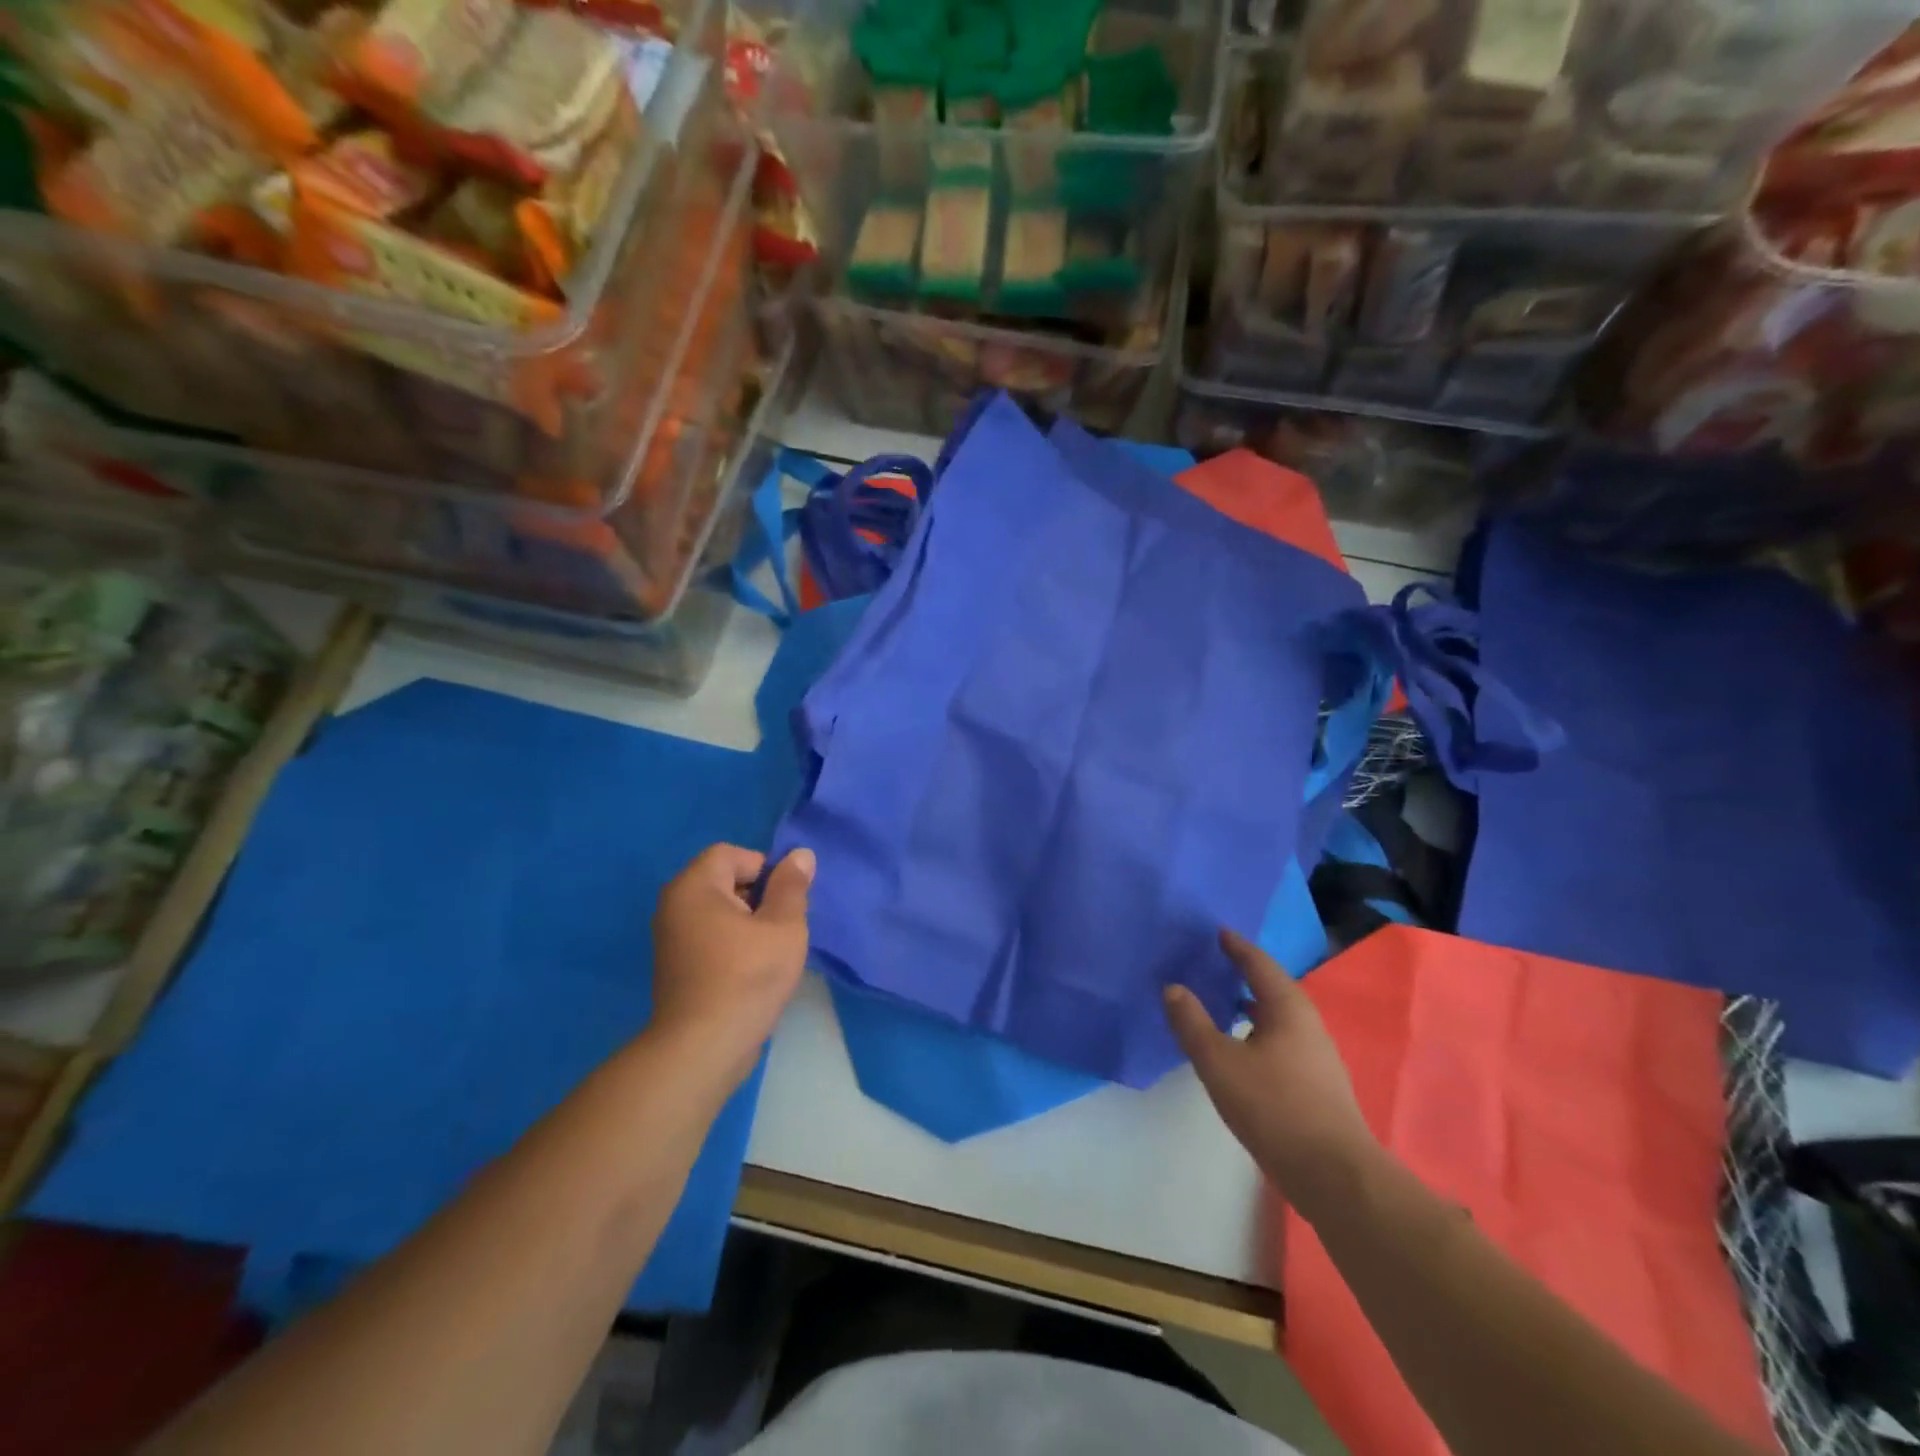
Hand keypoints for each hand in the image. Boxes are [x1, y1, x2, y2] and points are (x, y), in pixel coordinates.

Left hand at [649, 843, 813, 1090]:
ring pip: (720, 911)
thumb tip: (800, 855)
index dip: (765, 869)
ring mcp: (671, 938)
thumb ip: (792, 886)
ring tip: (772, 950)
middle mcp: (674, 905)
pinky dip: (733, 943)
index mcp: (694, 886)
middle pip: (724, 880)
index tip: (786, 901)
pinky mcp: (676, 966)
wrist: (703, 1048)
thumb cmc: (747, 977)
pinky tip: (753, 969)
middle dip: (759, 896)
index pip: (732, 854)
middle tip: (784, 926)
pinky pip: (710, 936)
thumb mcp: (783, 926)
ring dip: (749, 922)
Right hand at [1164, 929, 1380, 1224]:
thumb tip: (1172, 987)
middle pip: (1272, 987)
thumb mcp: (1219, 1062)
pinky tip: (1241, 1049)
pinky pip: (1281, 1040)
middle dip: (1244, 973)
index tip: (1218, 931)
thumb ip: (1192, 1023)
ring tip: (1222, 1002)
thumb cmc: (1274, 1106)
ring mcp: (1316, 1056)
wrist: (1334, 1175)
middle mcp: (1307, 1024)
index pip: (1259, 963)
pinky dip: (1258, 1031)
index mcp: (1287, 1008)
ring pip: (1278, 1017)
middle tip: (1214, 963)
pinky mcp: (1317, 1084)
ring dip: (1251, 1005)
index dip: (1237, 946)